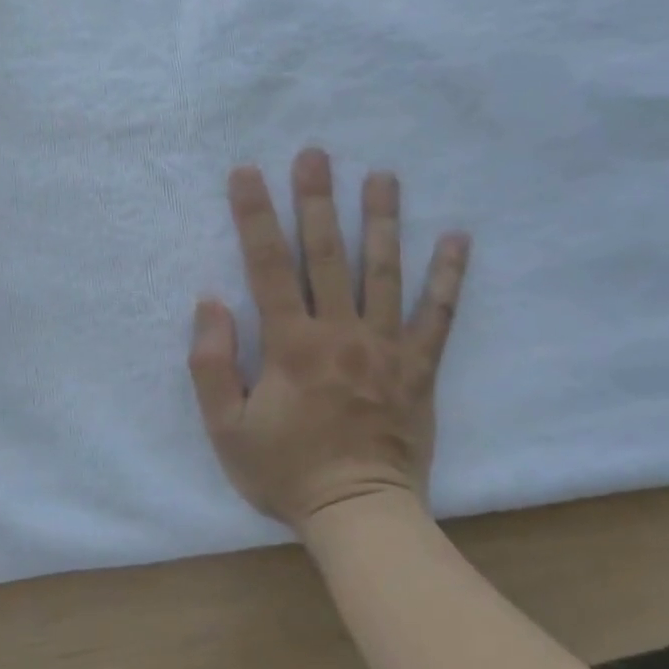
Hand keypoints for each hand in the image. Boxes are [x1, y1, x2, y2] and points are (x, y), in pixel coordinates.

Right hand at [188, 149, 469, 531]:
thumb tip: (210, 302)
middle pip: (326, 254)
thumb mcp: (226, 428)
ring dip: (381, 220)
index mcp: (291, 344)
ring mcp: (386, 347)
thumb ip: (211, 363)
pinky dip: (449, 277)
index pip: (267, 266)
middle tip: (315, 154)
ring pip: (383, 272)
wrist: (359, 514)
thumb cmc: (287, 472)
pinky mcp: (419, 367)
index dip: (254, 216)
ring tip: (383, 176)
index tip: (247, 173)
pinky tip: (458, 239)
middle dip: (317, 200)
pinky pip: (438, 315)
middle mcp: (340, 332)